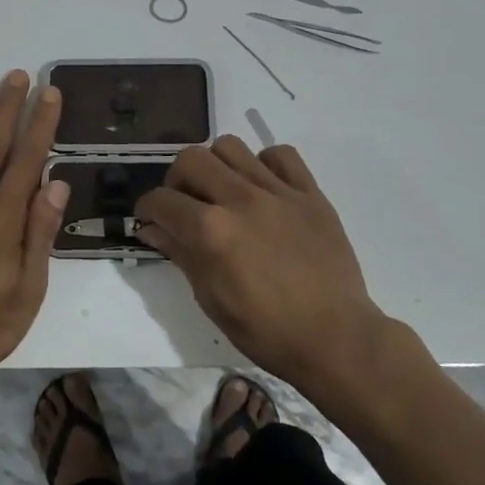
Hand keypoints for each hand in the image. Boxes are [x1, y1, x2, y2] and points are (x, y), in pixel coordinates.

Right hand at [135, 137, 388, 394]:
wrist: (337, 339)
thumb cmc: (267, 331)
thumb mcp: (211, 299)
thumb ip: (181, 254)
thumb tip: (152, 229)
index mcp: (212, 231)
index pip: (161, 200)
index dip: (147, 210)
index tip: (150, 220)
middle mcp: (241, 200)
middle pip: (191, 159)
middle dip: (177, 180)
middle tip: (185, 204)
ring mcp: (278, 192)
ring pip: (231, 146)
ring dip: (216, 165)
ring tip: (222, 192)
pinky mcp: (310, 193)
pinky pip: (281, 155)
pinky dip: (264, 164)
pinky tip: (263, 188)